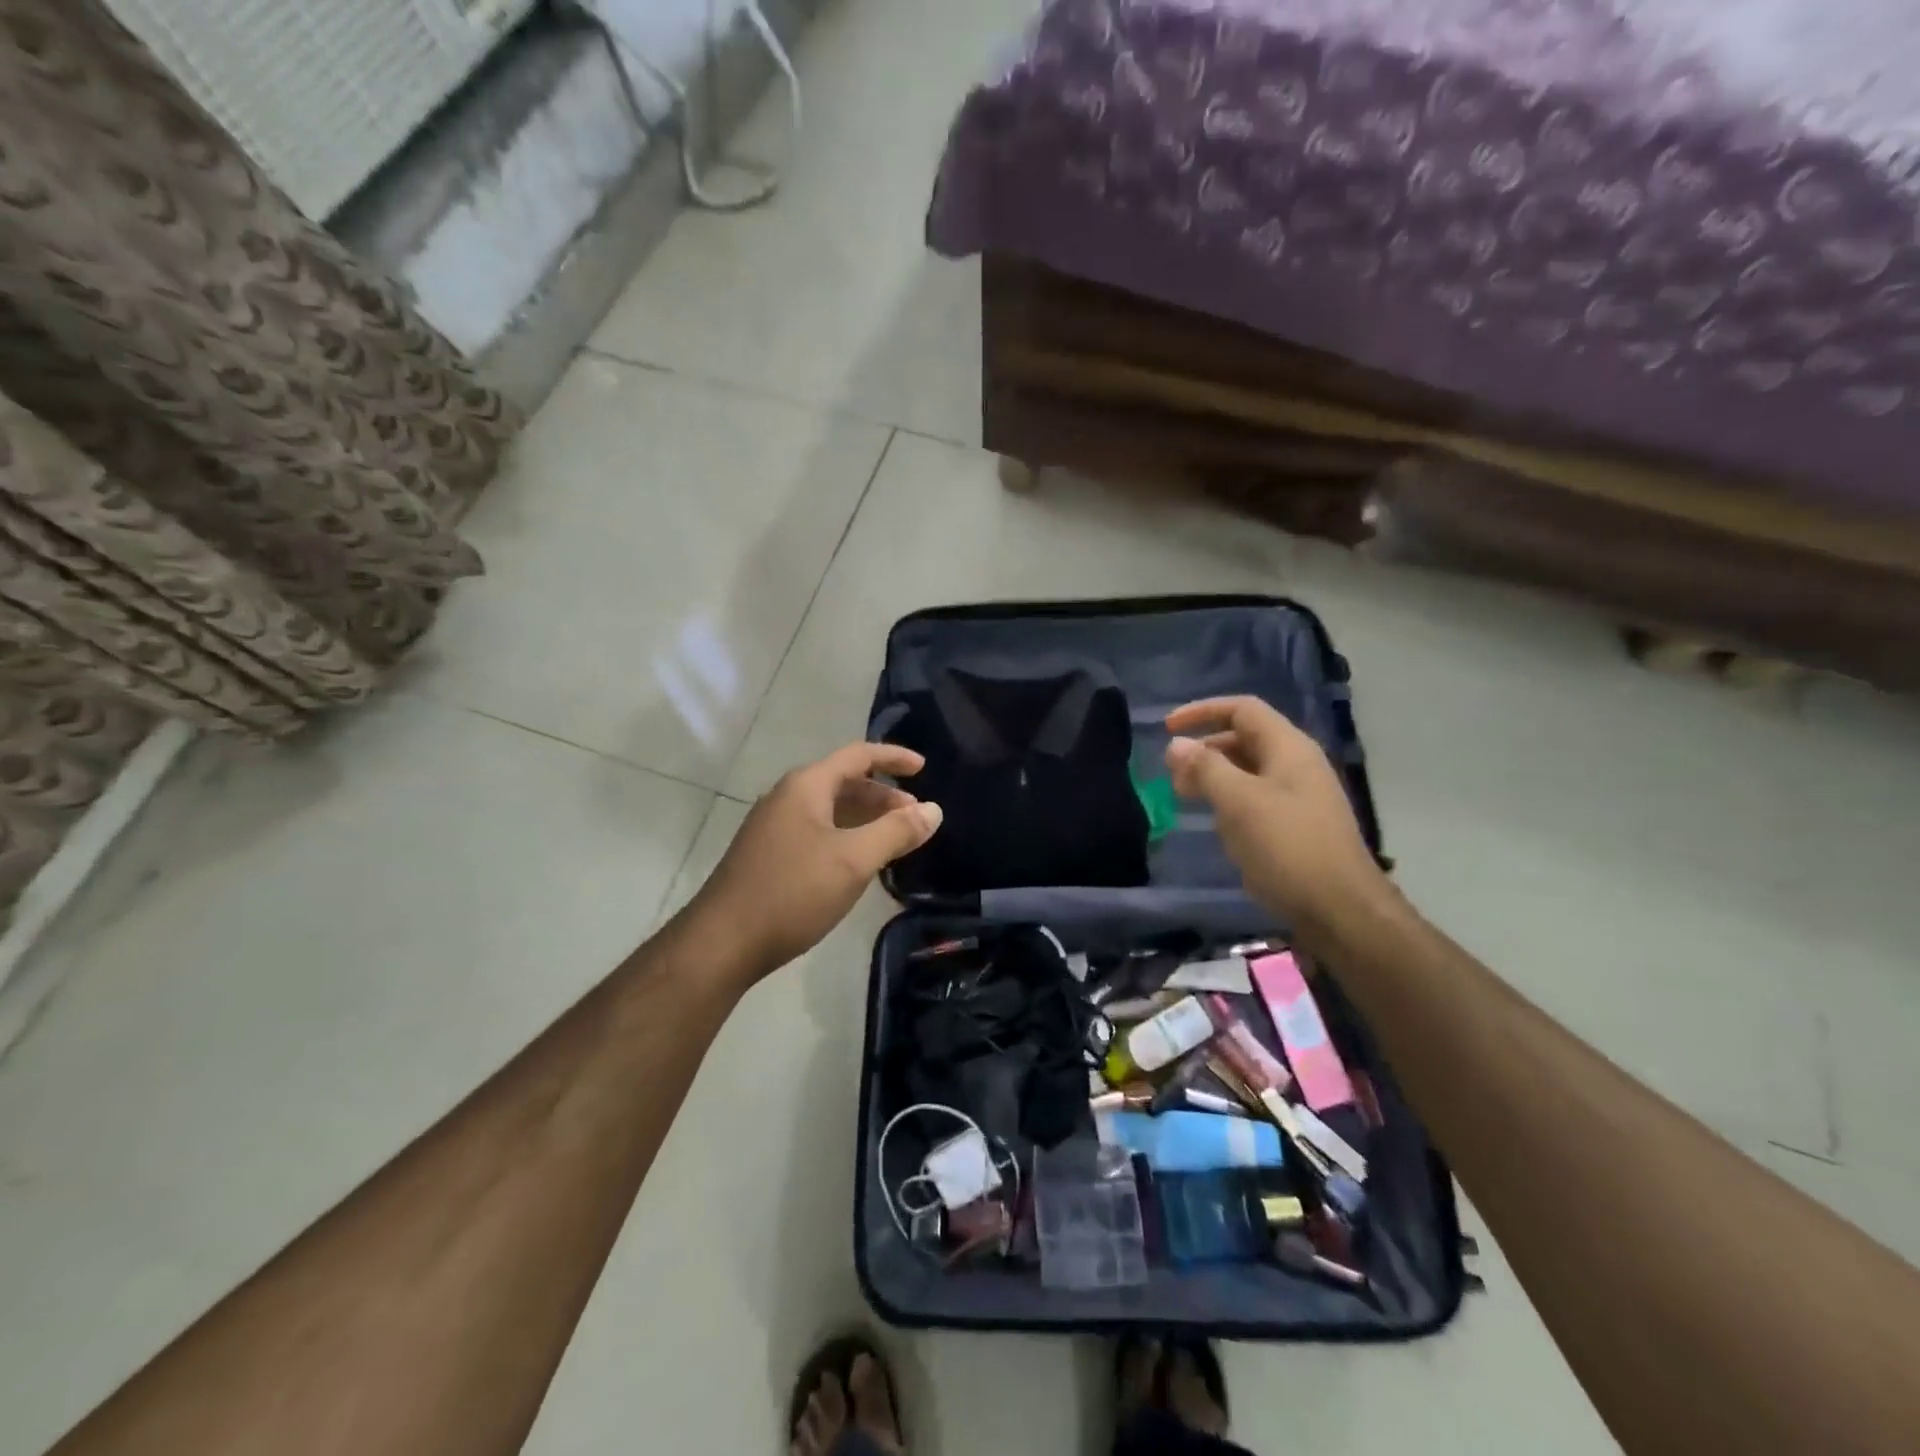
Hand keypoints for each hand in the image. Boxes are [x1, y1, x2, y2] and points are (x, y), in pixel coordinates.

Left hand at [686, 742, 942, 981]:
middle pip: (844, 781)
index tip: (923, 768)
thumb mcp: (853, 860)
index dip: (893, 757)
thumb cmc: (792, 892)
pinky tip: (858, 862)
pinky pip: (817, 831)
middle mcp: (787, 797)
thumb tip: (933, 810)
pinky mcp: (768, 854)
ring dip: (865, 818)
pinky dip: (846, 836)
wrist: (723, 942)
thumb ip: (896, 832)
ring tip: (894, 840)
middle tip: (914, 816)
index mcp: (806, 787)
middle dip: (883, 794)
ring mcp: (774, 826)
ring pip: (830, 809)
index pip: (858, 755)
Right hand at [1164, 696, 1388, 936]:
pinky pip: (1256, 798)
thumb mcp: (1239, 802)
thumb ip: (1205, 768)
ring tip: (1184, 795)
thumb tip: (1177, 744)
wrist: (1341, 909)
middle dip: (1204, 748)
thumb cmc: (1287, 847)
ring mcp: (1300, 796)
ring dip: (1214, 776)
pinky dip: (1229, 800)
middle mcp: (1297, 764)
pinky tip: (1216, 823)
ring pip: (1248, 770)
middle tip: (1172, 773)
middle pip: (1244, 738)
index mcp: (1288, 748)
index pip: (1242, 709)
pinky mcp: (1297, 825)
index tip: (1167, 729)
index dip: (1202, 711)